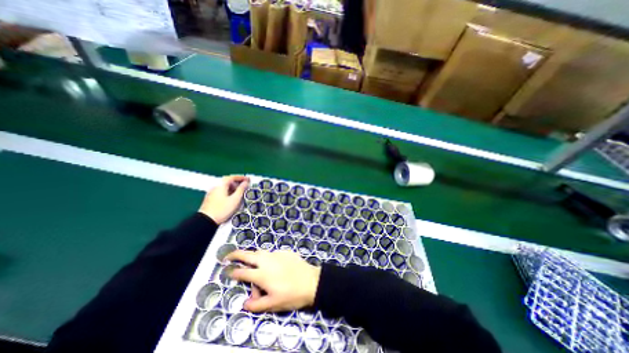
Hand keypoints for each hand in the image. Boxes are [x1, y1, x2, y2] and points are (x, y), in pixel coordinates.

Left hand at [201, 174, 249, 221]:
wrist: (206, 221)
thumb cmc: (222, 209)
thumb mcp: (235, 199)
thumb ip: (241, 189)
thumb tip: (245, 183)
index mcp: (221, 185)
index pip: (232, 177)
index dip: (241, 177)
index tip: (248, 179)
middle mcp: (216, 187)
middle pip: (228, 181)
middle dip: (237, 183)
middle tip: (245, 186)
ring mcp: (212, 193)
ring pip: (224, 187)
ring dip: (233, 188)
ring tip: (240, 193)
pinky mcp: (210, 199)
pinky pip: (221, 192)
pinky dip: (228, 192)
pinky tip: (232, 198)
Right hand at [225, 249, 320, 312]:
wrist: (311, 281)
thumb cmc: (292, 295)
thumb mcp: (273, 304)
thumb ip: (256, 304)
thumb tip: (245, 303)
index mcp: (262, 274)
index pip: (242, 272)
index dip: (233, 272)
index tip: (227, 271)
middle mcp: (267, 261)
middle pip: (248, 255)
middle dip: (236, 254)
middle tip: (229, 256)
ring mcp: (277, 254)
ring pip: (261, 252)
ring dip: (253, 255)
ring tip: (251, 262)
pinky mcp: (285, 251)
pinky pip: (272, 253)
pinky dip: (267, 258)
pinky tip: (273, 265)